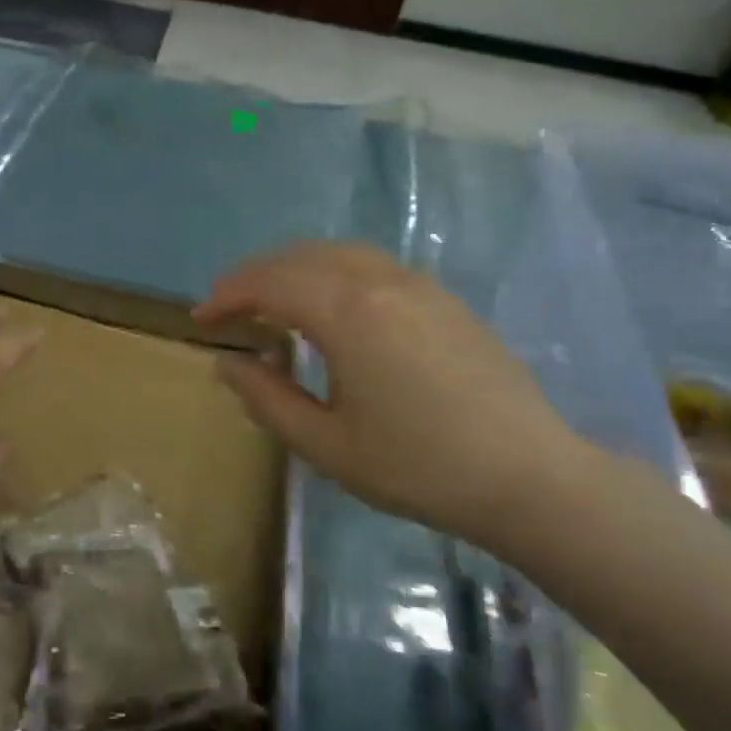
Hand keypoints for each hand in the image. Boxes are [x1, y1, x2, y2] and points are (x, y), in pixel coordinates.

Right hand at [197, 243, 590, 551]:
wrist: (530, 477)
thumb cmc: (418, 467)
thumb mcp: (326, 445)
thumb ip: (267, 399)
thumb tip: (227, 364)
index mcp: (348, 312)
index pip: (271, 283)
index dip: (228, 295)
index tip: (200, 318)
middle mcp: (381, 281)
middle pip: (301, 257)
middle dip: (256, 275)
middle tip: (228, 305)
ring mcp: (418, 284)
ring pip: (339, 253)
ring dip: (295, 268)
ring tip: (273, 301)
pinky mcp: (443, 297)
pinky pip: (372, 265)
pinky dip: (333, 272)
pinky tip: (332, 307)